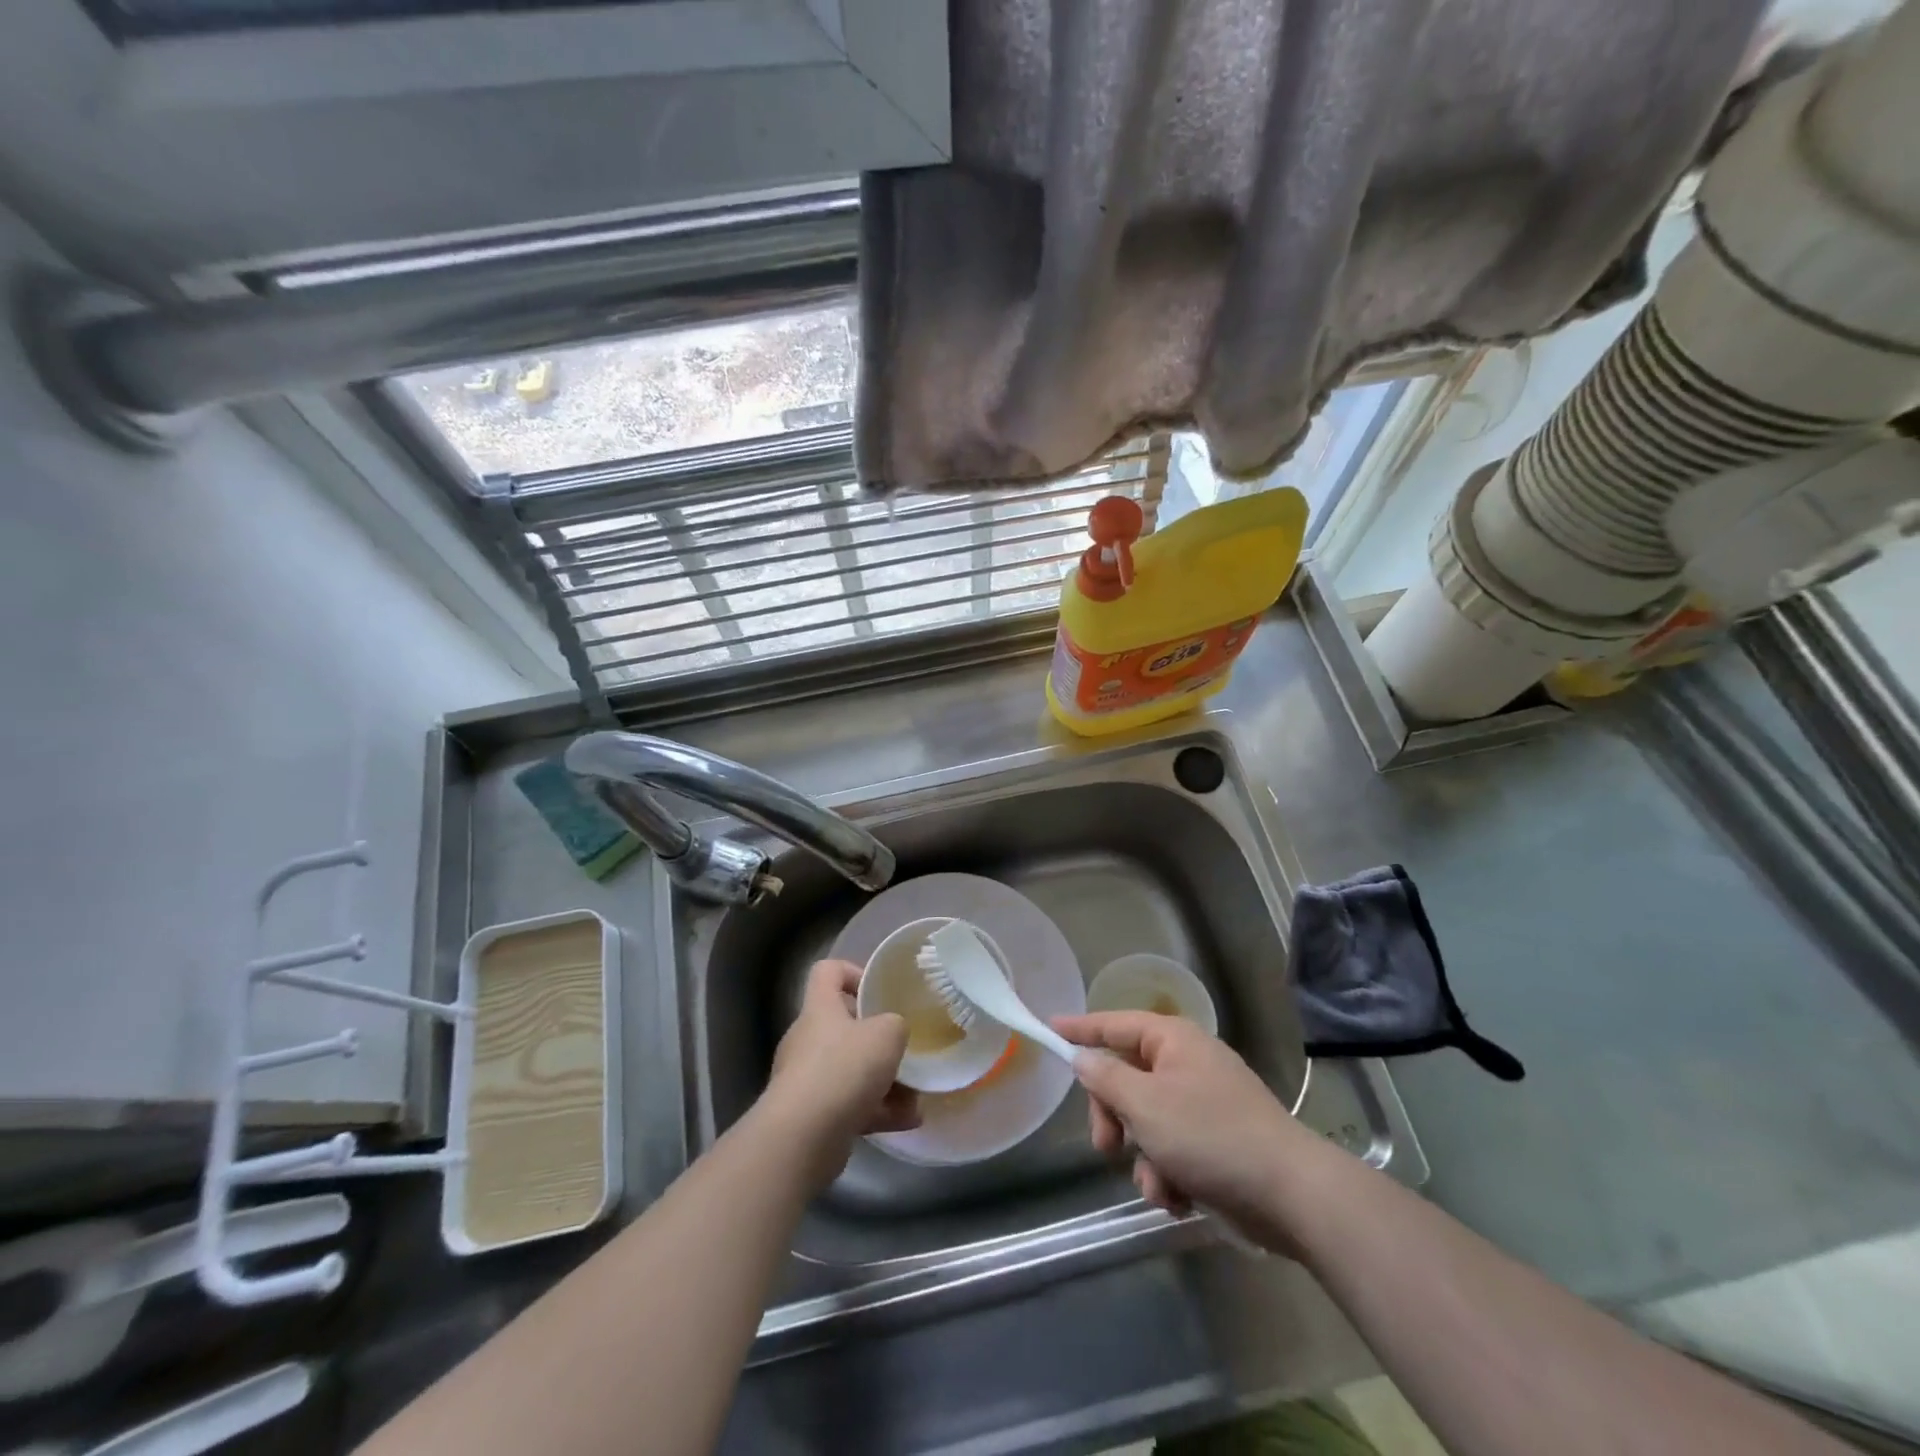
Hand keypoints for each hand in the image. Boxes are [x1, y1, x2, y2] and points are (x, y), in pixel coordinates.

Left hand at [765, 960, 920, 1188]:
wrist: (803, 1136)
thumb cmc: (844, 1068)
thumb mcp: (887, 1033)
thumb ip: (896, 1025)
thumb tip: (893, 1032)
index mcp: (820, 1008)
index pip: (828, 971)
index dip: (853, 972)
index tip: (878, 991)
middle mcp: (807, 1038)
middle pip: (843, 1025)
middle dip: (877, 1039)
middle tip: (903, 1048)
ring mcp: (806, 1079)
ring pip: (850, 1070)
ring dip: (883, 1081)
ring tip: (915, 1095)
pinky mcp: (812, 1115)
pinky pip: (849, 1104)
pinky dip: (877, 1111)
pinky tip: (907, 1120)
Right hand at [1053, 1011, 1317, 1250]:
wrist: (1290, 1194)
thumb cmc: (1210, 1135)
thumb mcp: (1145, 1105)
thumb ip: (1106, 1079)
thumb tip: (1084, 1057)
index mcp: (1172, 1041)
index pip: (1114, 1024)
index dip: (1080, 1028)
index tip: (1050, 1028)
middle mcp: (1187, 1064)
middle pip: (1126, 1079)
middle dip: (1114, 1117)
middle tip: (1106, 1146)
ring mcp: (1204, 1104)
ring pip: (1147, 1122)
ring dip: (1142, 1157)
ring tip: (1158, 1186)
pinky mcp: (1217, 1142)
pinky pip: (1172, 1150)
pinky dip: (1168, 1175)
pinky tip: (1179, 1199)